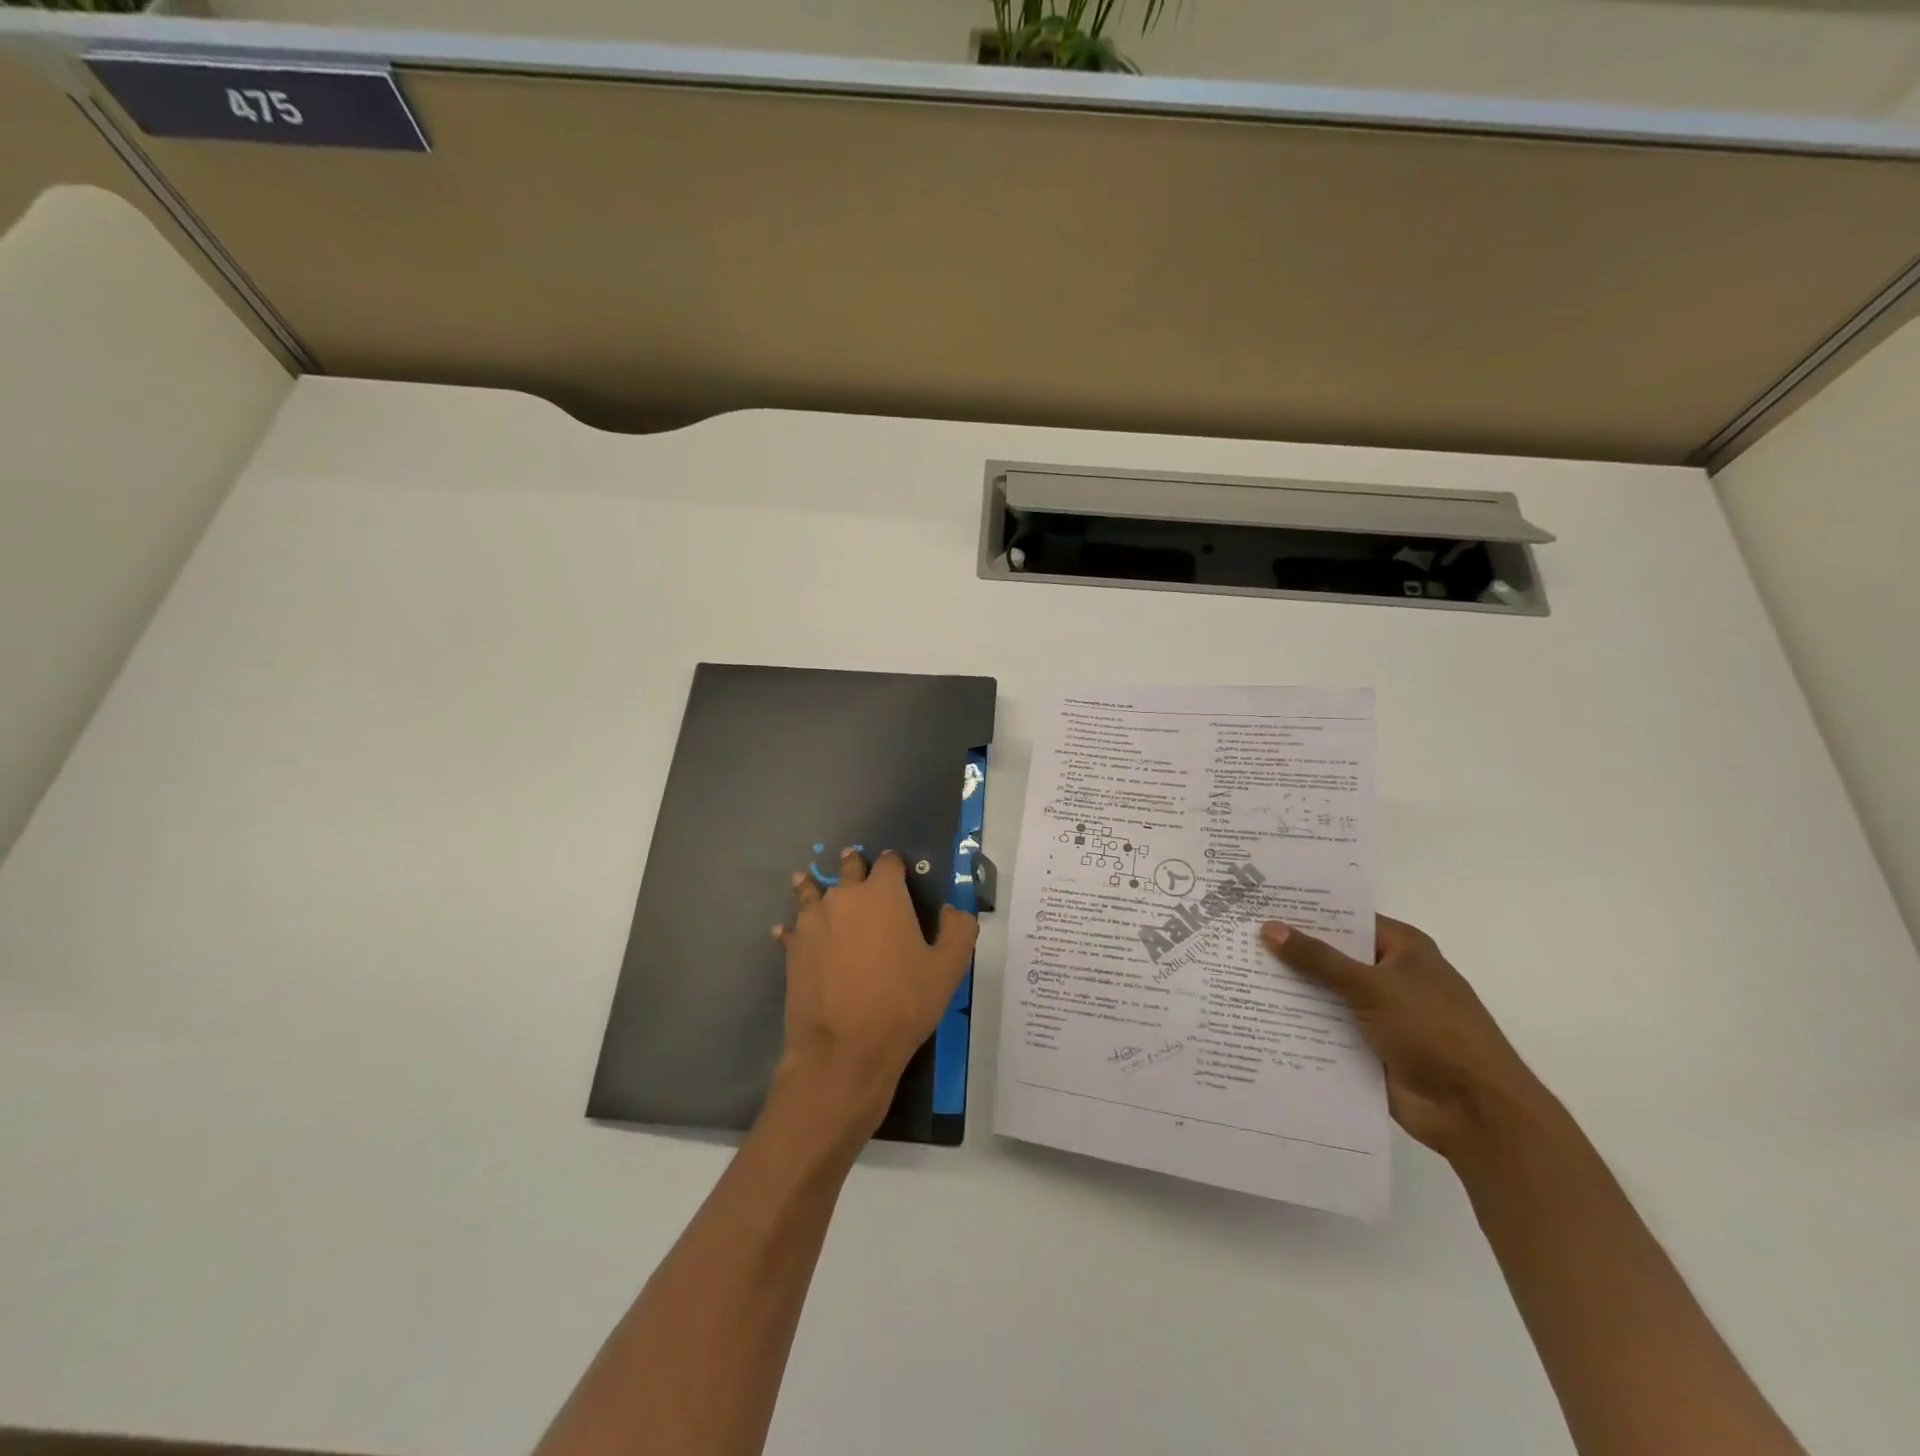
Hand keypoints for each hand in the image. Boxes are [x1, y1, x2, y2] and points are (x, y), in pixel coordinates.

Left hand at [772, 848, 977, 1139]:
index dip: (894, 864)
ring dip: (813, 885)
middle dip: (853, 866)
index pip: (889, 862)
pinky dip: (793, 928)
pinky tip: (788, 932)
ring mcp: (813, 921)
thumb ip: (958, 929)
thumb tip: (952, 909)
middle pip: (847, 869)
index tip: (897, 872)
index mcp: (883, 894)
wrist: (844, 1049)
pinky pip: (792, 929)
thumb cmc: (903, 1003)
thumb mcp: (949, 968)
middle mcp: (844, 897)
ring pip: (811, 892)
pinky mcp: (793, 949)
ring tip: (808, 882)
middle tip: (853, 865)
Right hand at [1261, 915, 1552, 1163]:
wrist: (1475, 1112)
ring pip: (1325, 993)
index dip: (1306, 912)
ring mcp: (1379, 1013)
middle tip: (1237, 936)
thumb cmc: (1433, 1031)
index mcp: (1403, 949)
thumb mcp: (1371, 986)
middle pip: (1332, 956)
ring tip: (1236, 973)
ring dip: (1291, 990)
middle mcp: (1390, 976)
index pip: (1346, 919)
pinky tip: (1256, 1015)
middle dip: (1290, 951)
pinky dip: (1299, 1024)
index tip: (1260, 903)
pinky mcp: (1367, 1047)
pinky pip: (1326, 1028)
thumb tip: (1269, 927)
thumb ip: (1318, 959)